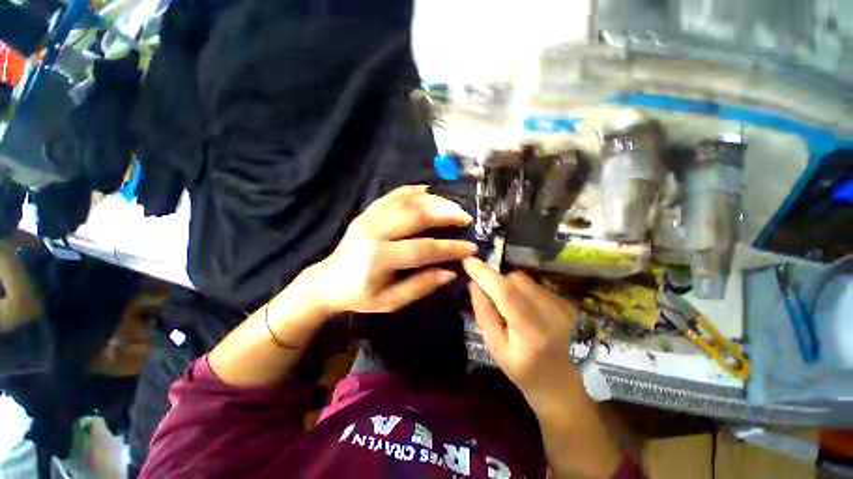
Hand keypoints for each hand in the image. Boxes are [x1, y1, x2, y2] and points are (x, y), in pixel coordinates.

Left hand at [308, 185, 477, 313]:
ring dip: (434, 201)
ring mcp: (368, 218)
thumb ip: (420, 286)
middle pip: (416, 214)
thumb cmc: (359, 296)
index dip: (450, 248)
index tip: (471, 247)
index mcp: (378, 258)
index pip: (423, 249)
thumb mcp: (390, 302)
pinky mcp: (366, 212)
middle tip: (465, 218)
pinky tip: (428, 190)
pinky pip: (392, 195)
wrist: (327, 281)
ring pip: (407, 200)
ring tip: (453, 207)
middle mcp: (374, 232)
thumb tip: (450, 272)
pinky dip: (412, 190)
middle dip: (446, 214)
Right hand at [463, 257, 578, 398]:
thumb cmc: (521, 369)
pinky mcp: (566, 303)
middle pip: (515, 280)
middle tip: (492, 299)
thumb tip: (474, 283)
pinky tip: (525, 308)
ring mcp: (562, 307)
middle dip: (497, 282)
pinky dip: (523, 290)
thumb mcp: (494, 346)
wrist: (559, 383)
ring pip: (524, 279)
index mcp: (530, 331)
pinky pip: (535, 284)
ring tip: (510, 306)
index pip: (505, 293)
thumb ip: (483, 312)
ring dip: (510, 285)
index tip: (468, 261)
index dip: (485, 274)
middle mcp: (551, 314)